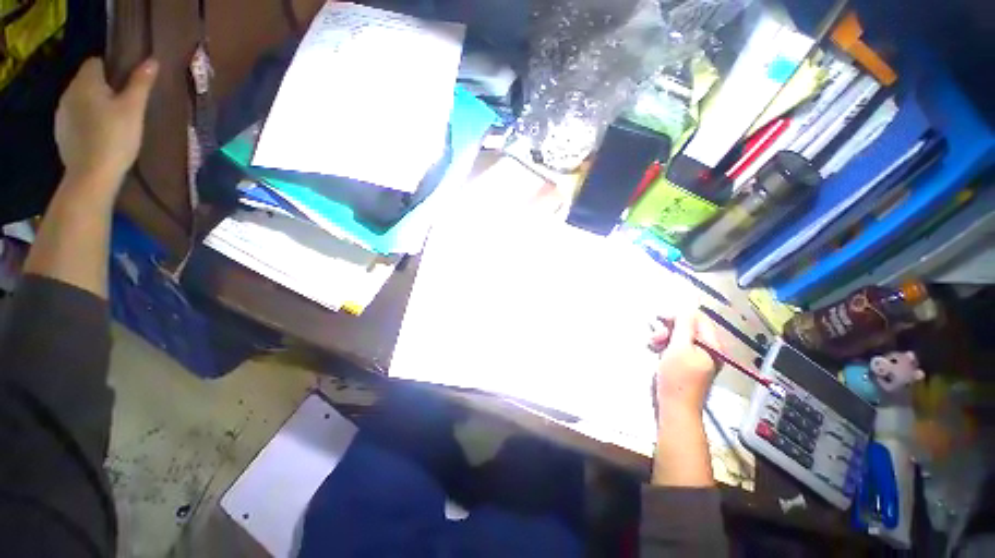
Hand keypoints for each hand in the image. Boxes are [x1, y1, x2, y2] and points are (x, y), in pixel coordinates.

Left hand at [55, 57, 157, 194]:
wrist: (91, 175)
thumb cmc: (115, 137)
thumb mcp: (133, 109)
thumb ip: (140, 83)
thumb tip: (151, 61)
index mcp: (85, 82)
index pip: (96, 62)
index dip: (112, 69)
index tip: (126, 84)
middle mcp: (69, 92)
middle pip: (87, 81)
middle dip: (103, 88)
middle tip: (123, 104)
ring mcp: (62, 114)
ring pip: (80, 100)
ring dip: (94, 105)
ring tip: (112, 122)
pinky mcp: (61, 133)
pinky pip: (75, 118)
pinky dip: (86, 121)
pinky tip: (99, 135)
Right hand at [649, 310, 720, 414]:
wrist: (676, 408)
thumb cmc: (677, 377)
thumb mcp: (679, 348)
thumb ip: (683, 326)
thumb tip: (685, 309)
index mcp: (712, 345)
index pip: (698, 319)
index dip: (678, 316)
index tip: (659, 319)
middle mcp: (709, 350)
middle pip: (689, 328)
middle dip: (670, 329)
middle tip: (655, 338)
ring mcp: (700, 359)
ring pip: (681, 338)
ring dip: (666, 337)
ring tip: (654, 345)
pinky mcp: (689, 366)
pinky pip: (679, 348)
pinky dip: (667, 347)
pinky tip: (658, 352)